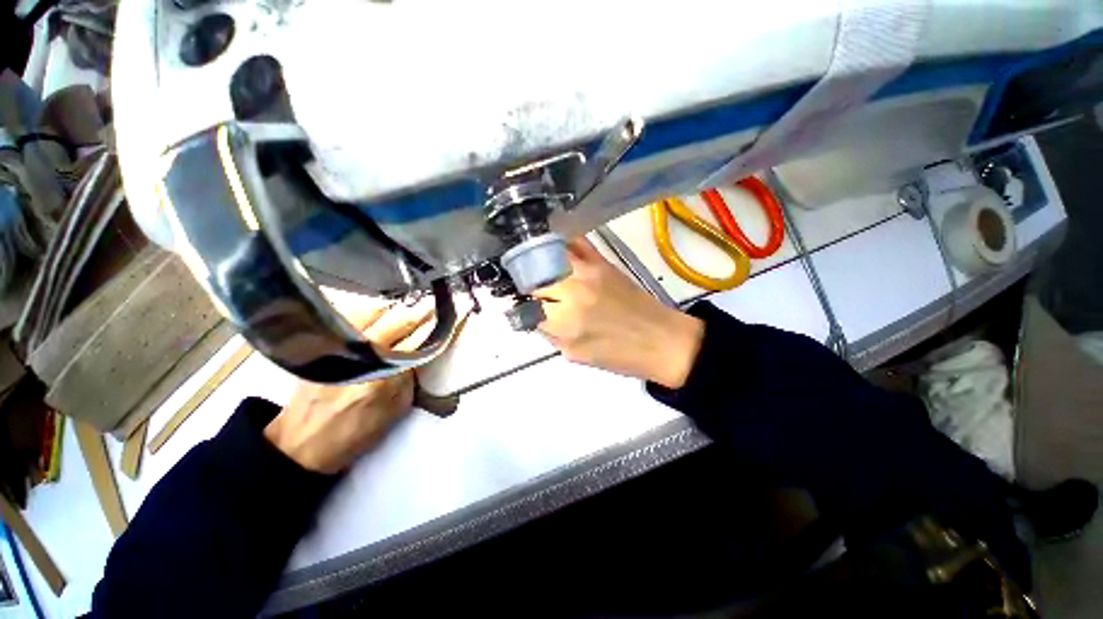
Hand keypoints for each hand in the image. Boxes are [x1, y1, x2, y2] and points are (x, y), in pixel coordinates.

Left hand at [263, 302, 433, 473]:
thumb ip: (411, 377)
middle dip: (418, 313)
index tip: (448, 315)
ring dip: (393, 310)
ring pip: (371, 312)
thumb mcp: (396, 409)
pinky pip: (349, 317)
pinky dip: (368, 313)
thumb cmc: (356, 432)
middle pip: (397, 321)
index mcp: (384, 375)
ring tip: (403, 311)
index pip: (417, 341)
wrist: (303, 443)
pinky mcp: (320, 345)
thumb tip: (420, 352)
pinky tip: (375, 317)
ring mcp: (337, 347)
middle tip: (430, 307)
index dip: (434, 326)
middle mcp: (360, 355)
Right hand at [534, 239, 703, 388]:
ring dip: (538, 260)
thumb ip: (549, 333)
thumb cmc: (619, 356)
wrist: (662, 341)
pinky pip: (576, 242)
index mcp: (564, 321)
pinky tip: (555, 250)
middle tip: (529, 288)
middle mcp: (572, 290)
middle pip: (533, 276)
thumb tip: (533, 314)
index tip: (521, 305)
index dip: (521, 305)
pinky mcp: (603, 261)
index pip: (526, 304)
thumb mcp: (575, 355)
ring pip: (548, 255)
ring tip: (536, 267)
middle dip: (526, 283)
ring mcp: (588, 271)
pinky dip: (562, 243)